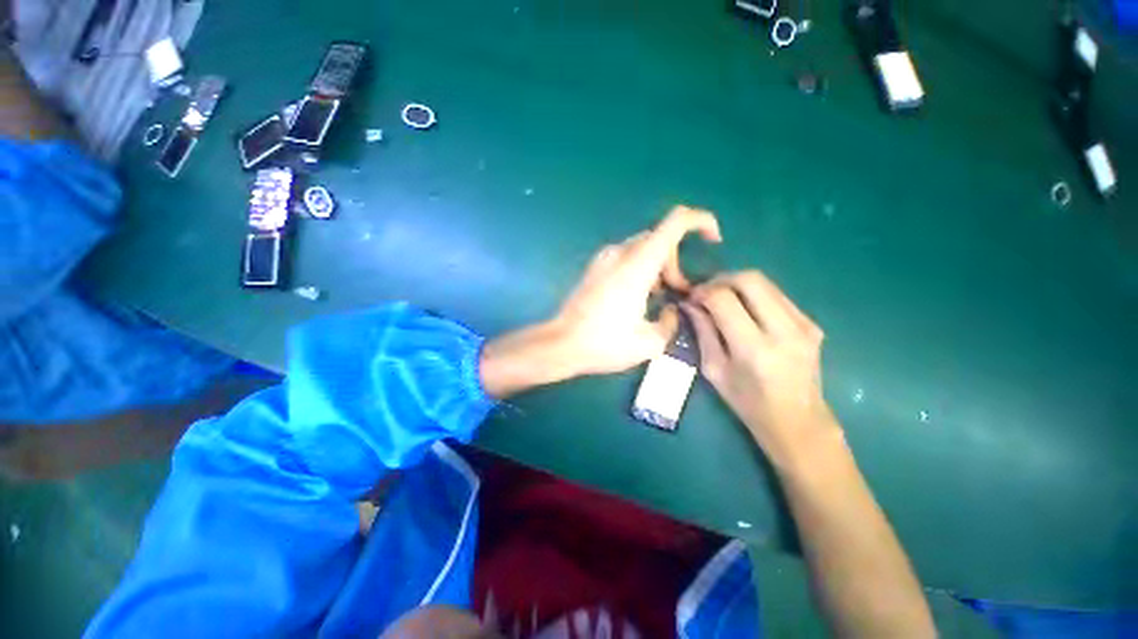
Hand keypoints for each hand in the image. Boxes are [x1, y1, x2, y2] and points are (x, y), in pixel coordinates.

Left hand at [550, 205, 721, 375]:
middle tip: (679, 293)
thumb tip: (671, 310)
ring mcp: (604, 258)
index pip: (675, 222)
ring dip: (659, 268)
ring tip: (659, 299)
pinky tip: (639, 297)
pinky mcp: (595, 268)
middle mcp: (620, 253)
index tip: (713, 239)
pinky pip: (627, 257)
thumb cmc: (604, 343)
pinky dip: (642, 270)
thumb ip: (670, 322)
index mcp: (637, 265)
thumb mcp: (649, 343)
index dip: (700, 221)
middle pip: (660, 240)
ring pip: (644, 249)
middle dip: (677, 262)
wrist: (561, 344)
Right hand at [684, 271, 837, 463]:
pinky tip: (744, 310)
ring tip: (721, 298)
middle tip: (706, 292)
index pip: (723, 299)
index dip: (703, 292)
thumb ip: (702, 332)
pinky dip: (754, 295)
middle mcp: (783, 331)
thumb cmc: (748, 403)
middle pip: (750, 279)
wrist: (798, 421)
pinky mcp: (811, 324)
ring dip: (737, 284)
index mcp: (753, 349)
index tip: (691, 298)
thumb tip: (689, 303)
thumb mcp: (714, 370)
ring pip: (765, 282)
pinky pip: (777, 295)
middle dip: (721, 279)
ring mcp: (803, 325)